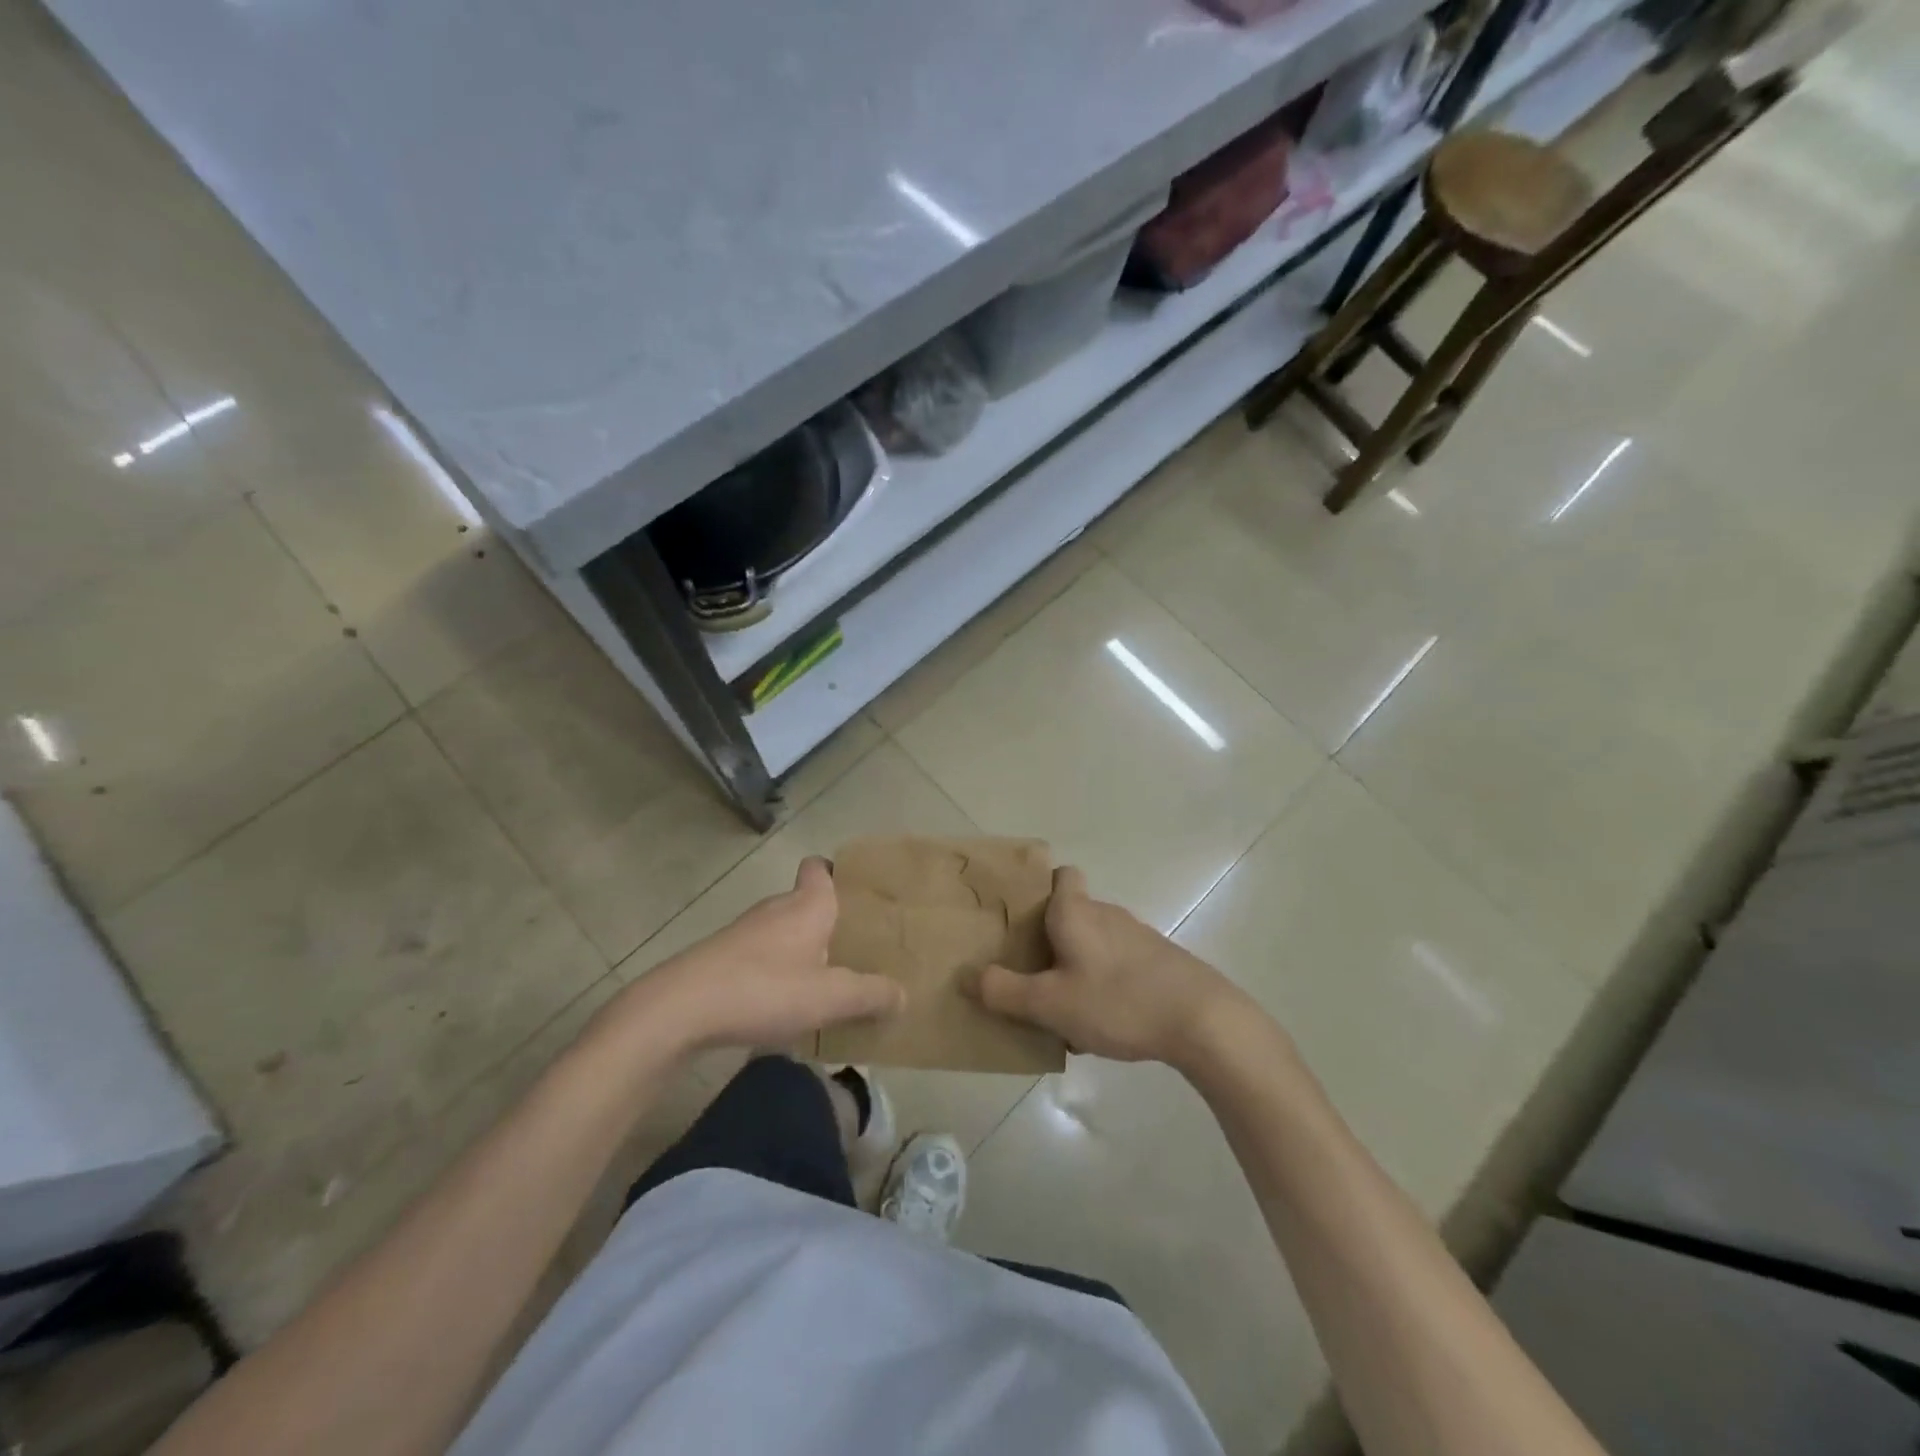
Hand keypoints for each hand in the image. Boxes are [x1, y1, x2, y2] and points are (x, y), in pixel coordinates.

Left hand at [612, 858, 903, 1053]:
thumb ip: (870, 995)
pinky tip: (784, 1007)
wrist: (679, 1009)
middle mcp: (776, 909)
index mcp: (807, 905)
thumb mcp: (829, 997)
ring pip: (784, 932)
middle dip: (830, 924)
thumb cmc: (764, 989)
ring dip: (803, 952)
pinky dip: (777, 973)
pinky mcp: (722, 959)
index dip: (837, 873)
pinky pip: (761, 957)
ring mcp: (745, 933)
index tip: (857, 895)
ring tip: (827, 985)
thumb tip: (902, 995)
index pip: (820, 867)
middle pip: (807, 903)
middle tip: (857, 952)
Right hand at [966, 866, 1243, 1065]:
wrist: (1202, 1020)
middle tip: (1026, 973)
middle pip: (1070, 913)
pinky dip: (1102, 984)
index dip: (1040, 887)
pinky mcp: (1157, 963)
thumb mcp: (1050, 1003)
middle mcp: (1106, 914)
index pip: (1061, 875)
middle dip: (1048, 939)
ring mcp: (1136, 937)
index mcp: (1076, 911)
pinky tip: (1100, 1024)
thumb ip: (1005, 991)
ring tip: (1060, 1008)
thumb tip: (967, 977)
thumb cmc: (1117, 1000)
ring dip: (1075, 966)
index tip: (1020, 916)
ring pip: (1093, 943)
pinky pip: (1116, 965)